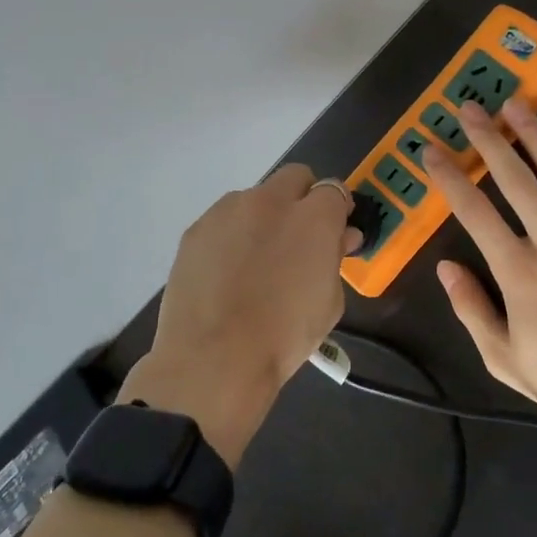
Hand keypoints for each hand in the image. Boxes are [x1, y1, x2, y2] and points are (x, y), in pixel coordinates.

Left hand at [124, 165, 360, 466]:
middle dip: (302, 199)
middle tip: (299, 239)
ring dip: (264, 217)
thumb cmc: (285, 335)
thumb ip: (335, 257)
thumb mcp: (329, 301)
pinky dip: (232, 236)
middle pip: (294, 177)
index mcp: (314, 216)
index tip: (335, 232)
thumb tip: (340, 237)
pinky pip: (224, 221)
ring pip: (255, 198)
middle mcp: (271, 200)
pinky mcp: (196, 229)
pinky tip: (227, 271)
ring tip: (256, 260)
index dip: (336, 210)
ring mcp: (228, 211)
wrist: (214, 358)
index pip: (334, 190)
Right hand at [421, 99, 536, 428]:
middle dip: (488, 140)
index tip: (431, 150)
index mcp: (519, 272)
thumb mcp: (506, 360)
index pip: (475, 213)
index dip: (449, 178)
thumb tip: (446, 268)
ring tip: (517, 104)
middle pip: (516, 180)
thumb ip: (473, 311)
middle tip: (469, 107)